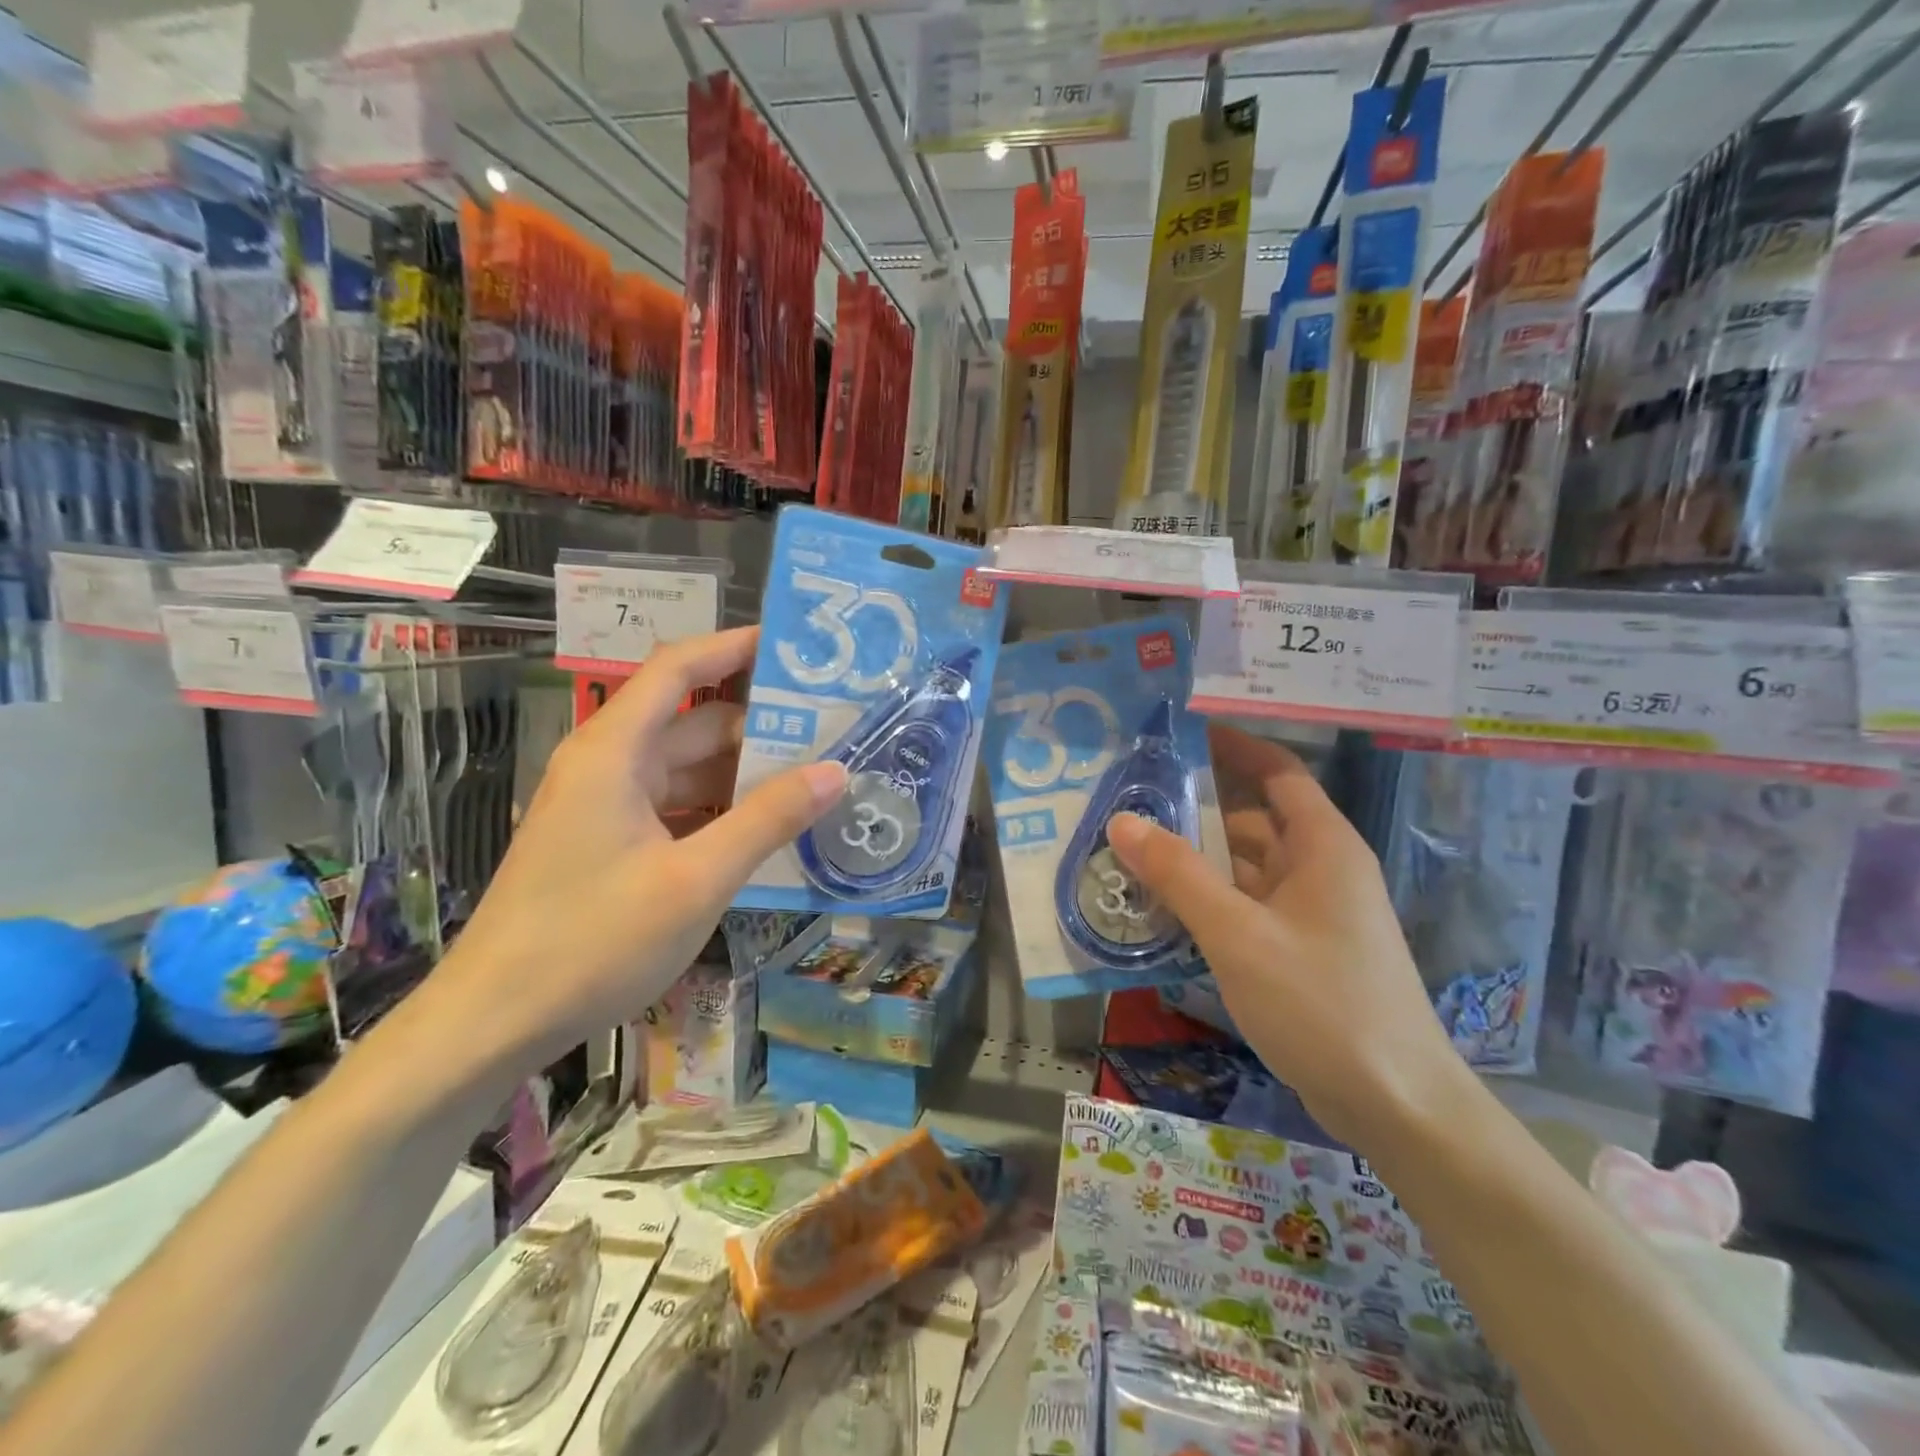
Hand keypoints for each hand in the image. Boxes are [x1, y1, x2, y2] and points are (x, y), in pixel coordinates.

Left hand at [434, 628, 846, 1072]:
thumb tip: (835, 771)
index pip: (678, 669)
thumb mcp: (696, 879)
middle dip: (758, 725)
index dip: (733, 648)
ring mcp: (605, 807)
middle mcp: (608, 766)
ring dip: (744, 776)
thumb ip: (768, 820)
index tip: (792, 649)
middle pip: (692, 723)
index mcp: (615, 752)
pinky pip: (676, 809)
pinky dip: (720, 813)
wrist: (493, 1023)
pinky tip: (767, 834)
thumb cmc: (592, 941)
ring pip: (687, 771)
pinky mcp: (608, 844)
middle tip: (831, 732)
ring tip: (814, 782)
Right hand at [1107, 725, 1465, 1148]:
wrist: (1397, 1106)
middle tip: (1130, 802)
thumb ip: (1178, 875)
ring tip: (1130, 855)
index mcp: (1322, 846)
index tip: (1179, 734)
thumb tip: (1122, 820)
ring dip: (1195, 862)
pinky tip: (1161, 912)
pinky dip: (1208, 903)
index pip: (1278, 772)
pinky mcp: (1301, 951)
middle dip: (1194, 810)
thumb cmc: (1321, 1003)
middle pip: (1252, 820)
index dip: (1233, 746)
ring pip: (1245, 869)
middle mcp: (1320, 869)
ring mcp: (1312, 914)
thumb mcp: (1238, 934)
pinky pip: (1246, 908)